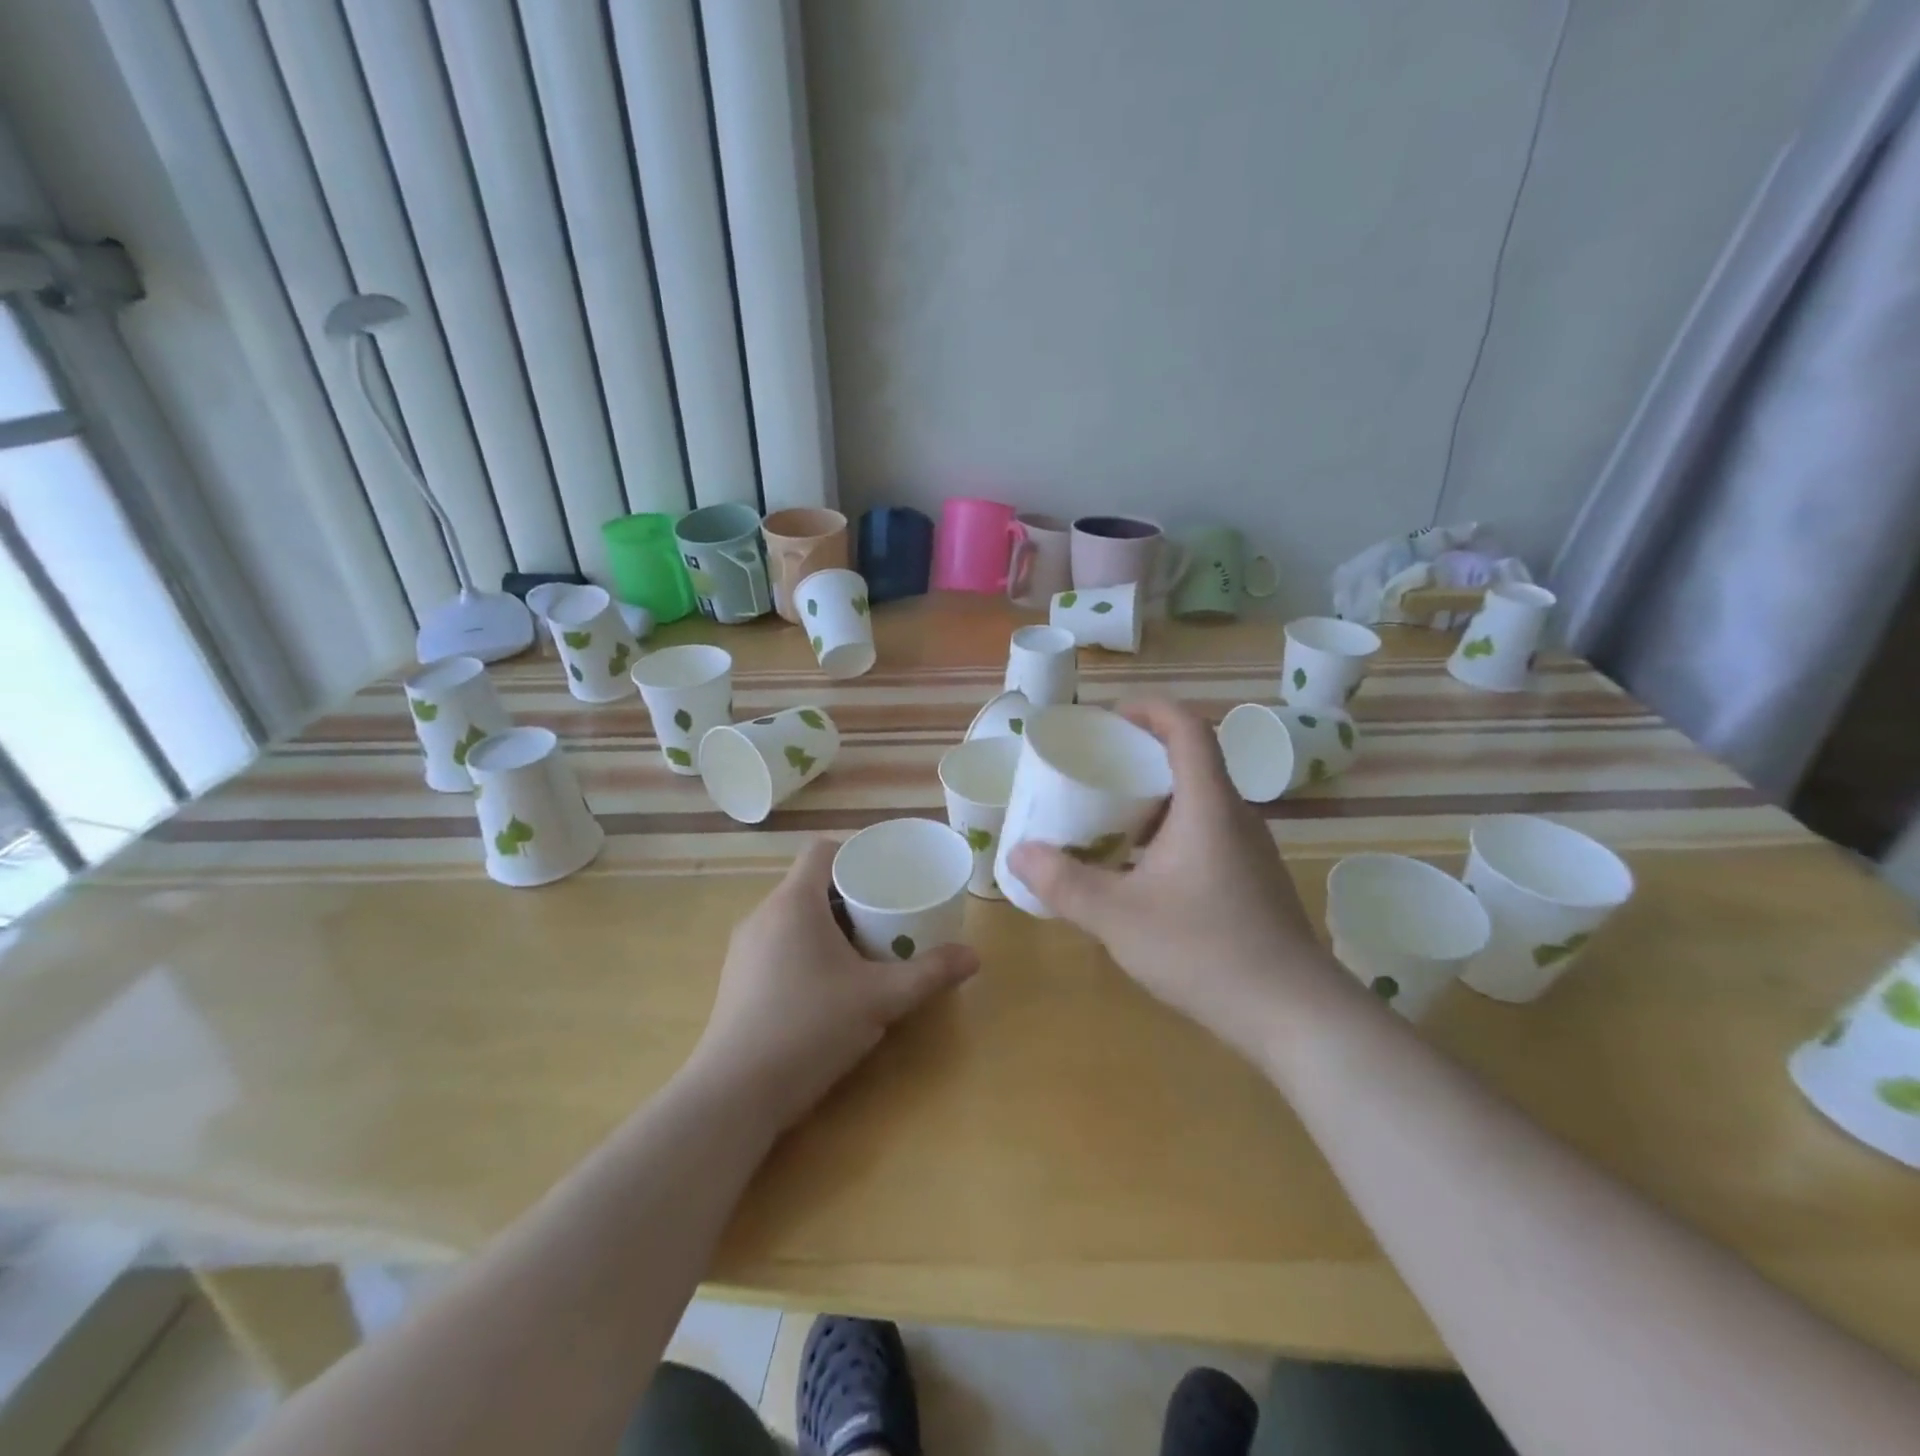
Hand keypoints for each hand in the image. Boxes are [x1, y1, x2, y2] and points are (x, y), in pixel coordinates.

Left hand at [688, 838, 978, 1131]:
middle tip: (889, 913)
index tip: (888, 872)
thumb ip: (929, 974)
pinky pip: (778, 944)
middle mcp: (763, 915)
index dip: (856, 851)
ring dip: (830, 924)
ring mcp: (744, 949)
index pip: (822, 851)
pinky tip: (829, 985)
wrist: (734, 1095)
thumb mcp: (880, 999)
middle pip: (811, 885)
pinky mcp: (737, 980)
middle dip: (852, 894)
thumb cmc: (810, 1028)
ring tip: (866, 949)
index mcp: (794, 903)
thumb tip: (975, 956)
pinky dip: (807, 948)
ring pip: (794, 917)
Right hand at [1007, 699, 1346, 1063]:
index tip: (1110, 719)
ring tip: (1108, 820)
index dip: (1150, 710)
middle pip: (1190, 762)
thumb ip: (1064, 883)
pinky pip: (1206, 835)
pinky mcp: (1253, 881)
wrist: (1294, 1013)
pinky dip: (1169, 834)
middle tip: (1094, 773)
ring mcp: (1249, 850)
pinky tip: (1141, 873)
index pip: (1187, 728)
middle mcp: (1234, 816)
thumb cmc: (1205, 950)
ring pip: (1198, 803)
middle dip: (1140, 758)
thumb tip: (1018, 853)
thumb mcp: (1118, 917)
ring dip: (1154, 801)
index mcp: (1207, 805)